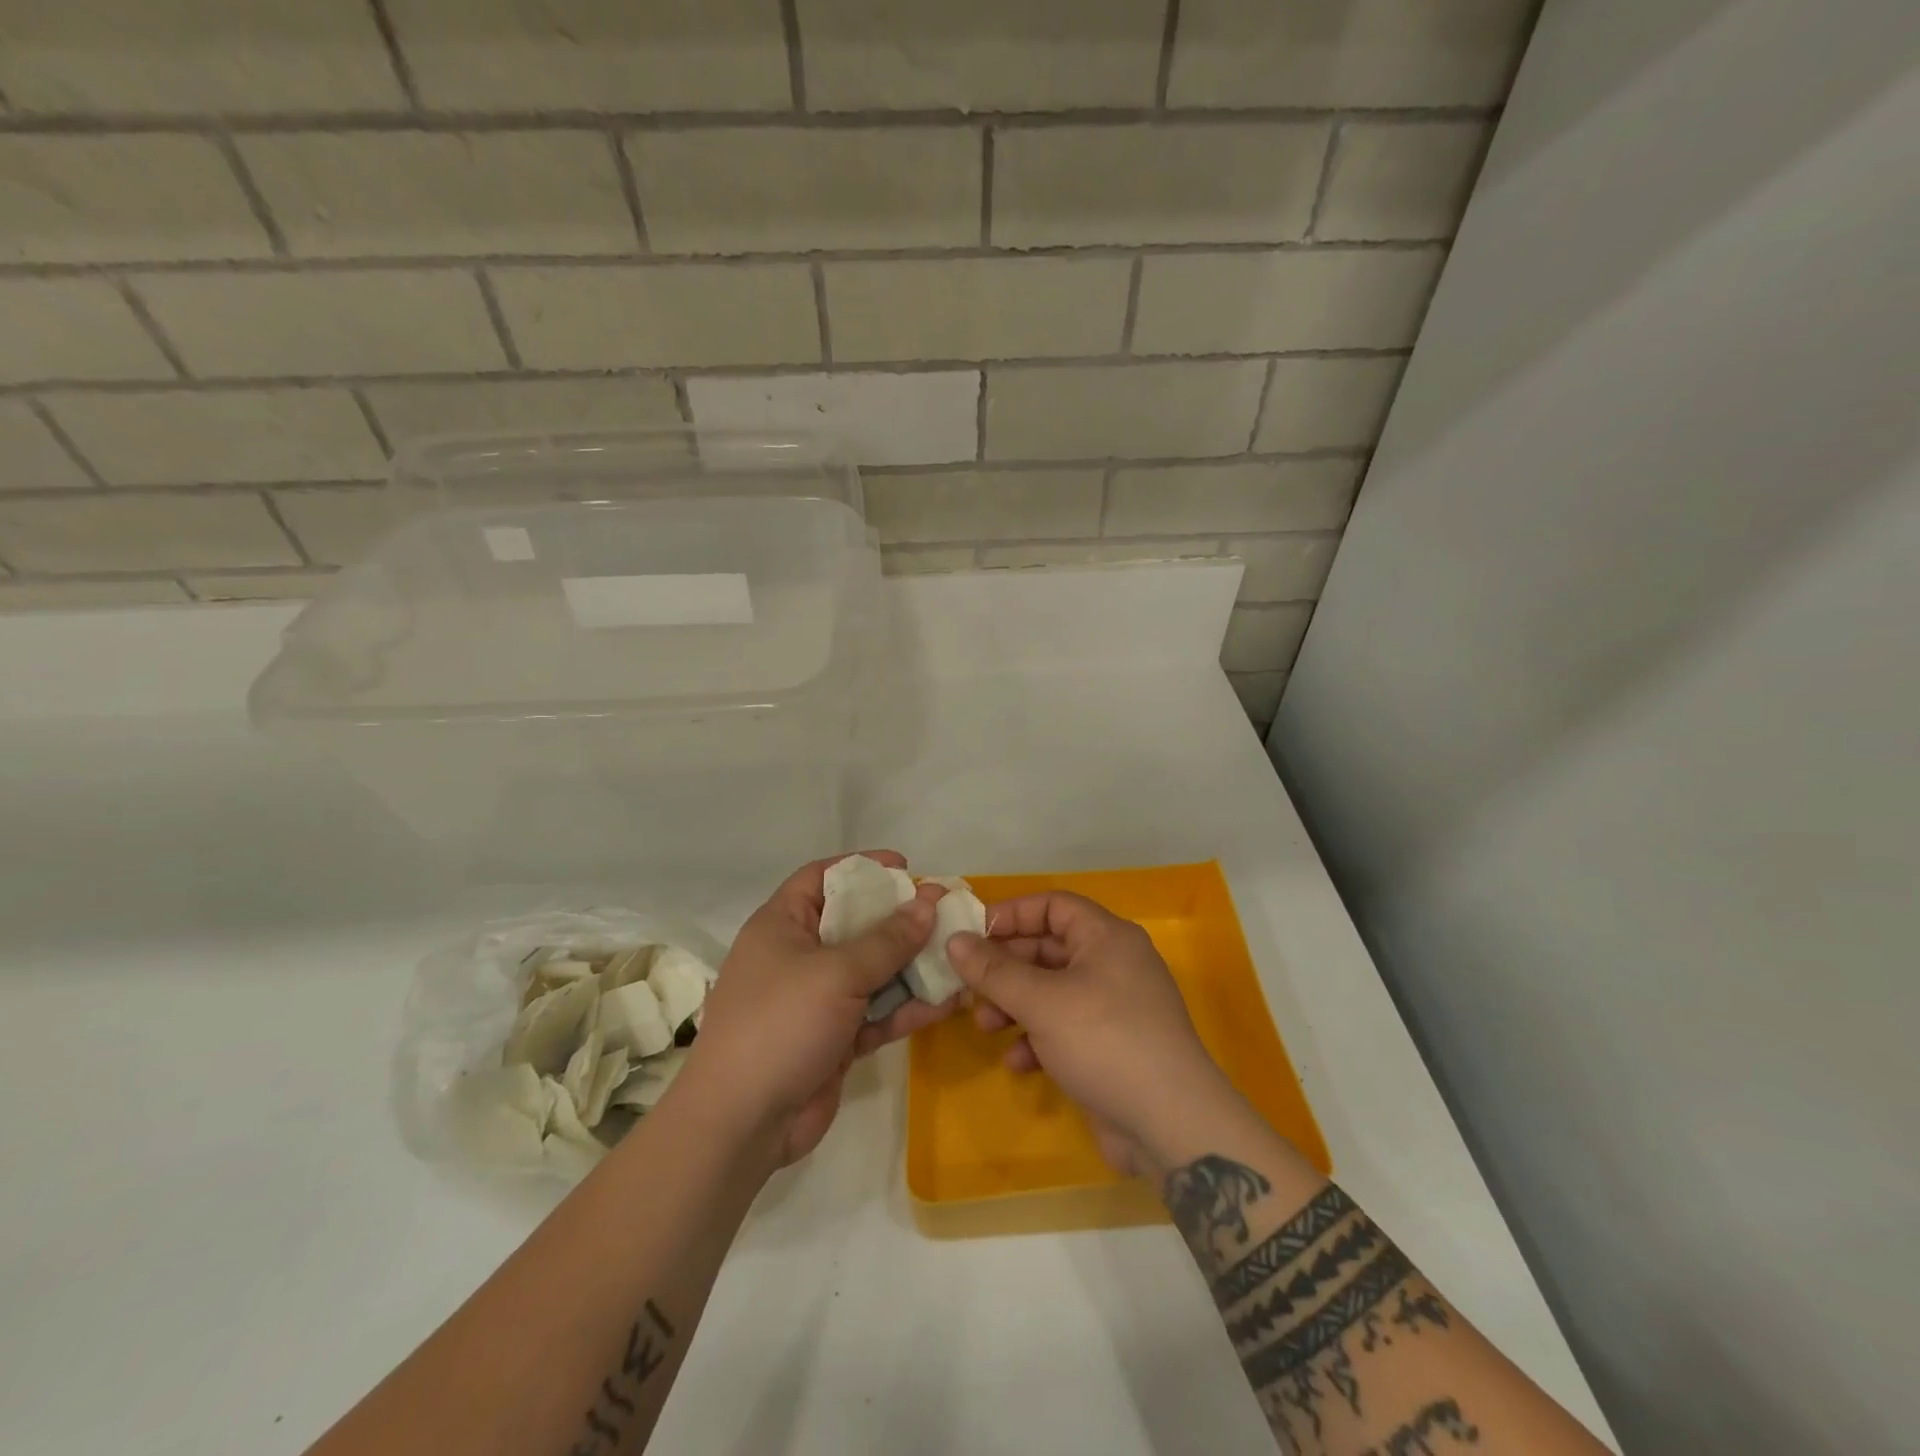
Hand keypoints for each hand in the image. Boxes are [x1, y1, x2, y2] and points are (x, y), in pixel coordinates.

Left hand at [686, 852, 953, 1165]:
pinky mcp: (835, 1038)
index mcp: (782, 925)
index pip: (822, 878)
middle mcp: (799, 956)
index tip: (906, 867)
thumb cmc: (780, 1024)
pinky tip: (947, 1002)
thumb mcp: (836, 972)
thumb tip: (929, 902)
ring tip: (958, 955)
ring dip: (913, 966)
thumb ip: (887, 939)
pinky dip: (907, 1008)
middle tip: (945, 913)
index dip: (863, 867)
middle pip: (856, 924)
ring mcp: (818, 1000)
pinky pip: (877, 1013)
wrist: (741, 1124)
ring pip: (873, 971)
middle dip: (901, 919)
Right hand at [947, 893, 1234, 1175]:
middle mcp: (1113, 963)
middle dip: (1006, 968)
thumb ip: (994, 970)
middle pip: (1048, 949)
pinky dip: (1037, 1039)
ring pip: (1051, 991)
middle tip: (968, 985)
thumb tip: (955, 941)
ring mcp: (1114, 1007)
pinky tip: (1019, 1063)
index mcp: (1106, 937)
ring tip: (986, 1026)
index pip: (1053, 905)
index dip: (1012, 914)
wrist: (1171, 1124)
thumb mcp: (1042, 1001)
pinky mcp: (1110, 1046)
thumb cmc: (1104, 1041)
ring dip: (1015, 1005)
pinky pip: (1064, 1028)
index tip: (972, 934)